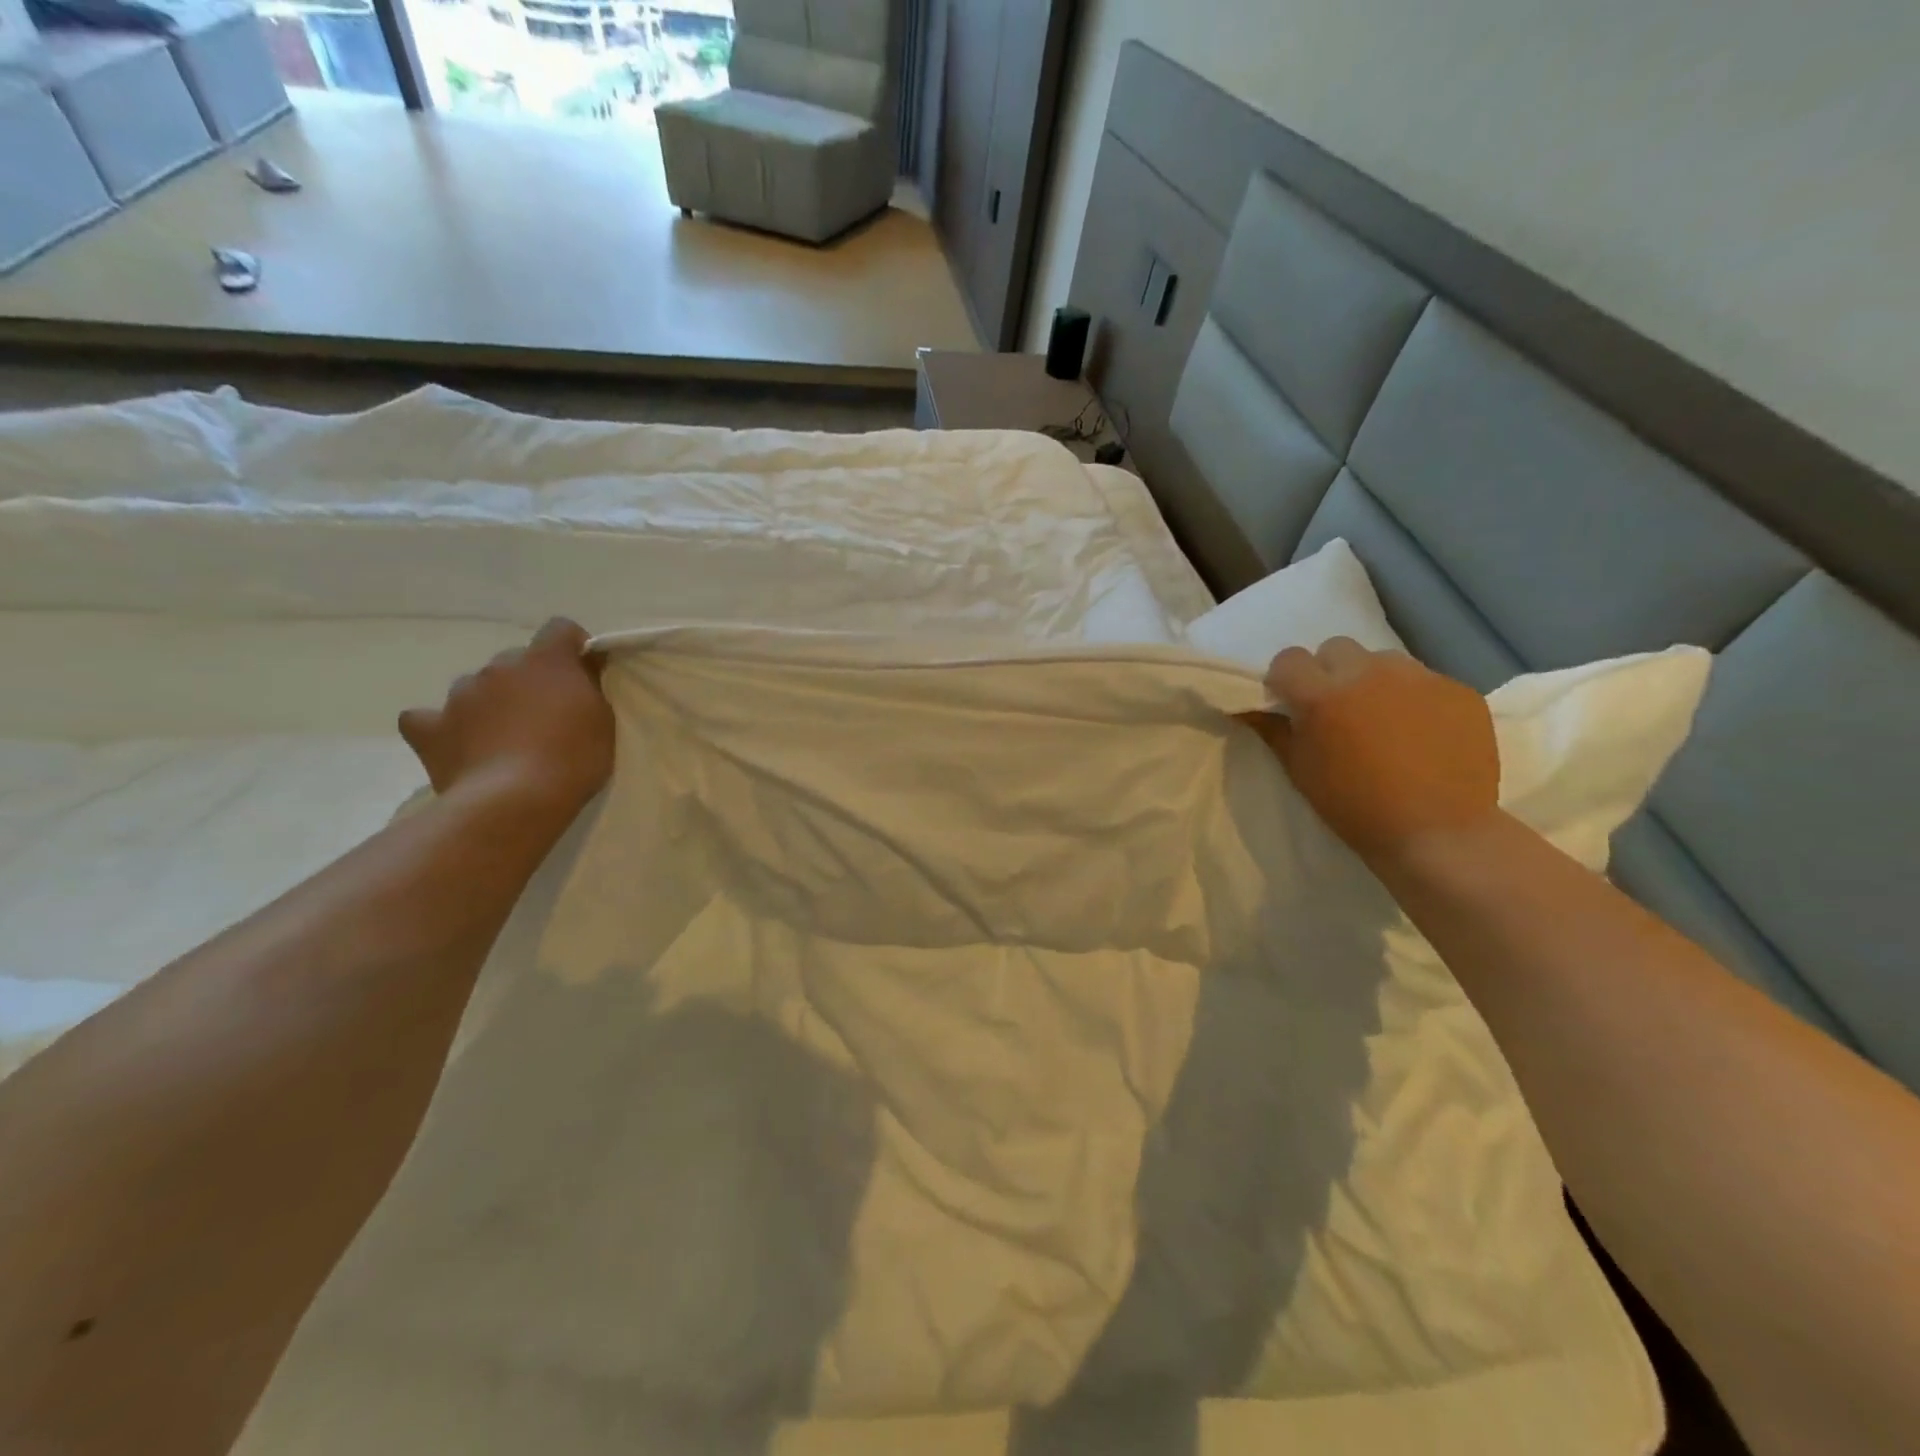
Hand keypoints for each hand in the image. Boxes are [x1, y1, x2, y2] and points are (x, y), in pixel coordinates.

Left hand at [398, 618, 614, 819]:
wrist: (515, 800)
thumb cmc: (573, 757)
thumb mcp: (603, 720)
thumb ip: (590, 688)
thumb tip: (582, 671)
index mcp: (546, 661)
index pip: (560, 629)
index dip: (572, 646)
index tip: (583, 671)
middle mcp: (498, 667)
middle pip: (516, 660)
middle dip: (530, 680)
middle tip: (546, 715)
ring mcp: (460, 695)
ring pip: (476, 686)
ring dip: (491, 701)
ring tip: (504, 737)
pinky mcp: (430, 728)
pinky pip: (427, 718)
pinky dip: (441, 726)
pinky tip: (455, 743)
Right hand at [1238, 637, 1499, 860]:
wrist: (1438, 833)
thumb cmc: (1355, 807)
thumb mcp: (1300, 771)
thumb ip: (1273, 730)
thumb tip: (1246, 707)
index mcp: (1322, 694)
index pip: (1289, 659)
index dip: (1286, 679)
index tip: (1291, 702)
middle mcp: (1368, 673)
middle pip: (1337, 648)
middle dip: (1329, 671)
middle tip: (1337, 709)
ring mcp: (1418, 678)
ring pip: (1383, 659)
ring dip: (1373, 679)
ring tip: (1383, 716)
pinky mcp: (1458, 690)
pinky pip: (1424, 680)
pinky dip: (1414, 698)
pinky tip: (1420, 732)